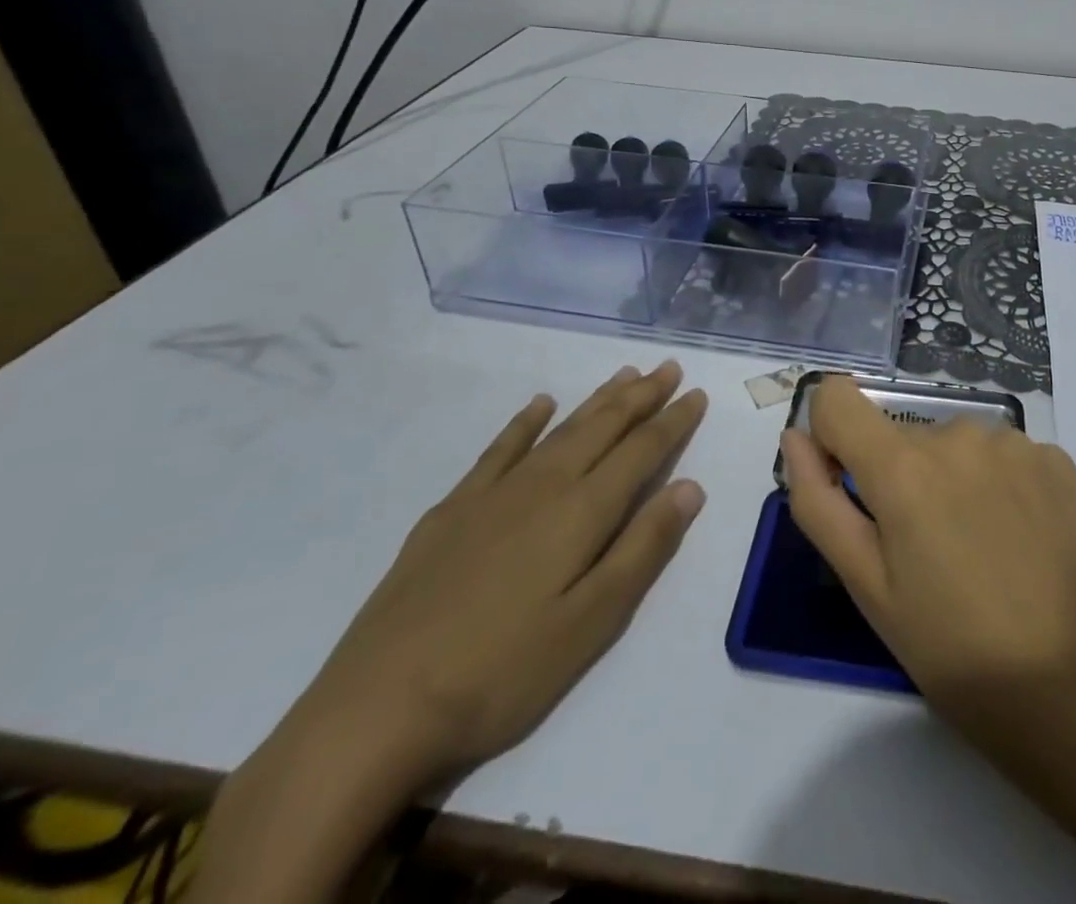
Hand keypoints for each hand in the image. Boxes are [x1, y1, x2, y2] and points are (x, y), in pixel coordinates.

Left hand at [190, 362, 708, 903]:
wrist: (377, 708)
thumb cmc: (502, 673)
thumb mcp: (592, 623)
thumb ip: (643, 549)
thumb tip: (690, 488)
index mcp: (583, 512)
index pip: (642, 451)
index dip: (673, 421)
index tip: (698, 394)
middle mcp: (544, 485)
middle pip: (603, 427)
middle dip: (642, 395)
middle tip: (668, 367)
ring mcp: (494, 493)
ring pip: (560, 429)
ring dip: (597, 399)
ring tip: (625, 374)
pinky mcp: (452, 509)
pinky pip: (499, 448)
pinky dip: (524, 421)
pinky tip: (539, 404)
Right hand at [783, 376, 1075, 903]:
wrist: (1068, 688)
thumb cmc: (949, 648)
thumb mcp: (865, 585)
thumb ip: (818, 501)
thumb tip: (796, 437)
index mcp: (902, 465)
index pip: (839, 398)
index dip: (832, 436)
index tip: (849, 483)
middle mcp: (957, 432)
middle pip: (899, 432)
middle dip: (898, 476)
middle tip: (924, 549)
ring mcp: (1013, 441)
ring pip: (952, 443)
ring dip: (949, 478)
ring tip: (974, 546)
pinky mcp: (1054, 457)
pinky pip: (1000, 453)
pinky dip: (995, 482)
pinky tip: (1014, 536)